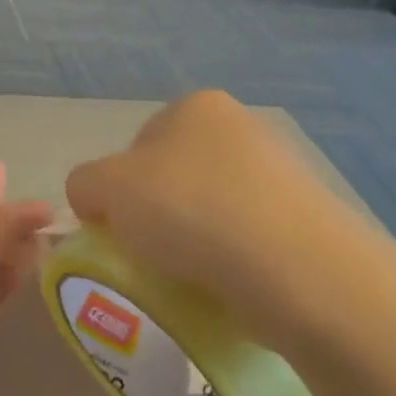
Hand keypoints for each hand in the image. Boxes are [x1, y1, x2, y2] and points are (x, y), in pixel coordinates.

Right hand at [65, 92, 395, 361]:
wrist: (298, 271)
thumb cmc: (188, 210)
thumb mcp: (104, 188)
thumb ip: (84, 184)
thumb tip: (94, 201)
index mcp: (195, 107)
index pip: (137, 146)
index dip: (119, 188)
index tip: (119, 227)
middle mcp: (242, 128)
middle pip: (175, 176)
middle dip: (158, 214)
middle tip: (148, 253)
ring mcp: (284, 174)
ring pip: (213, 210)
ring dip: (195, 240)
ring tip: (188, 277)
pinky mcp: (312, 222)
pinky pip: (250, 241)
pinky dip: (232, 262)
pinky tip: (226, 287)